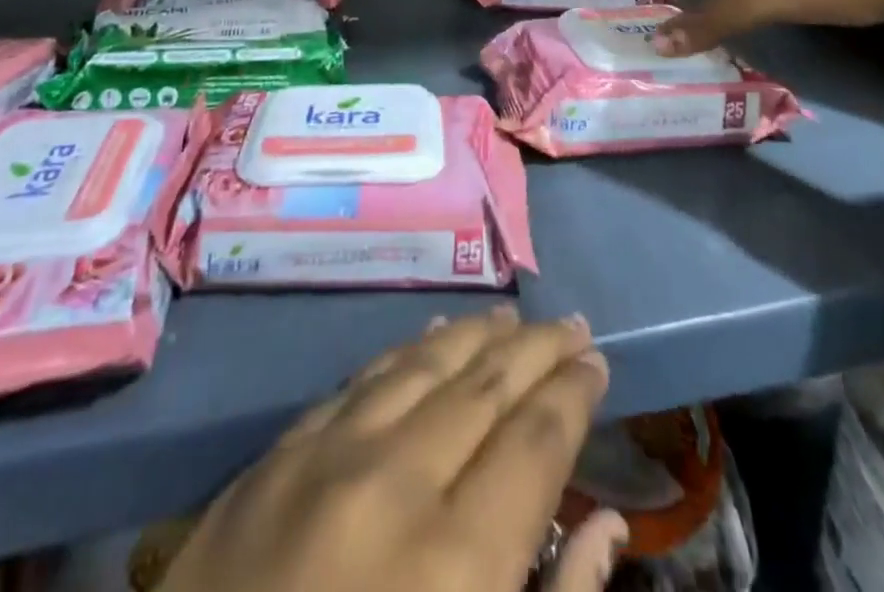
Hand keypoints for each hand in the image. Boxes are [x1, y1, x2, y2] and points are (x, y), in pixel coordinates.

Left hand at [159, 308, 623, 591]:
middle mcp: (396, 483)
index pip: (535, 439)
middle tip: (572, 325)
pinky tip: (434, 334)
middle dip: (537, 349)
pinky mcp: (277, 457)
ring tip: (515, 321)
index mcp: (455, 563)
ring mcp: (328, 458)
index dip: (573, 393)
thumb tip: (606, 529)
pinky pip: (363, 379)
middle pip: (486, 384)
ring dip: (479, 336)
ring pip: (426, 363)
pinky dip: (410, 351)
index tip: (598, 363)